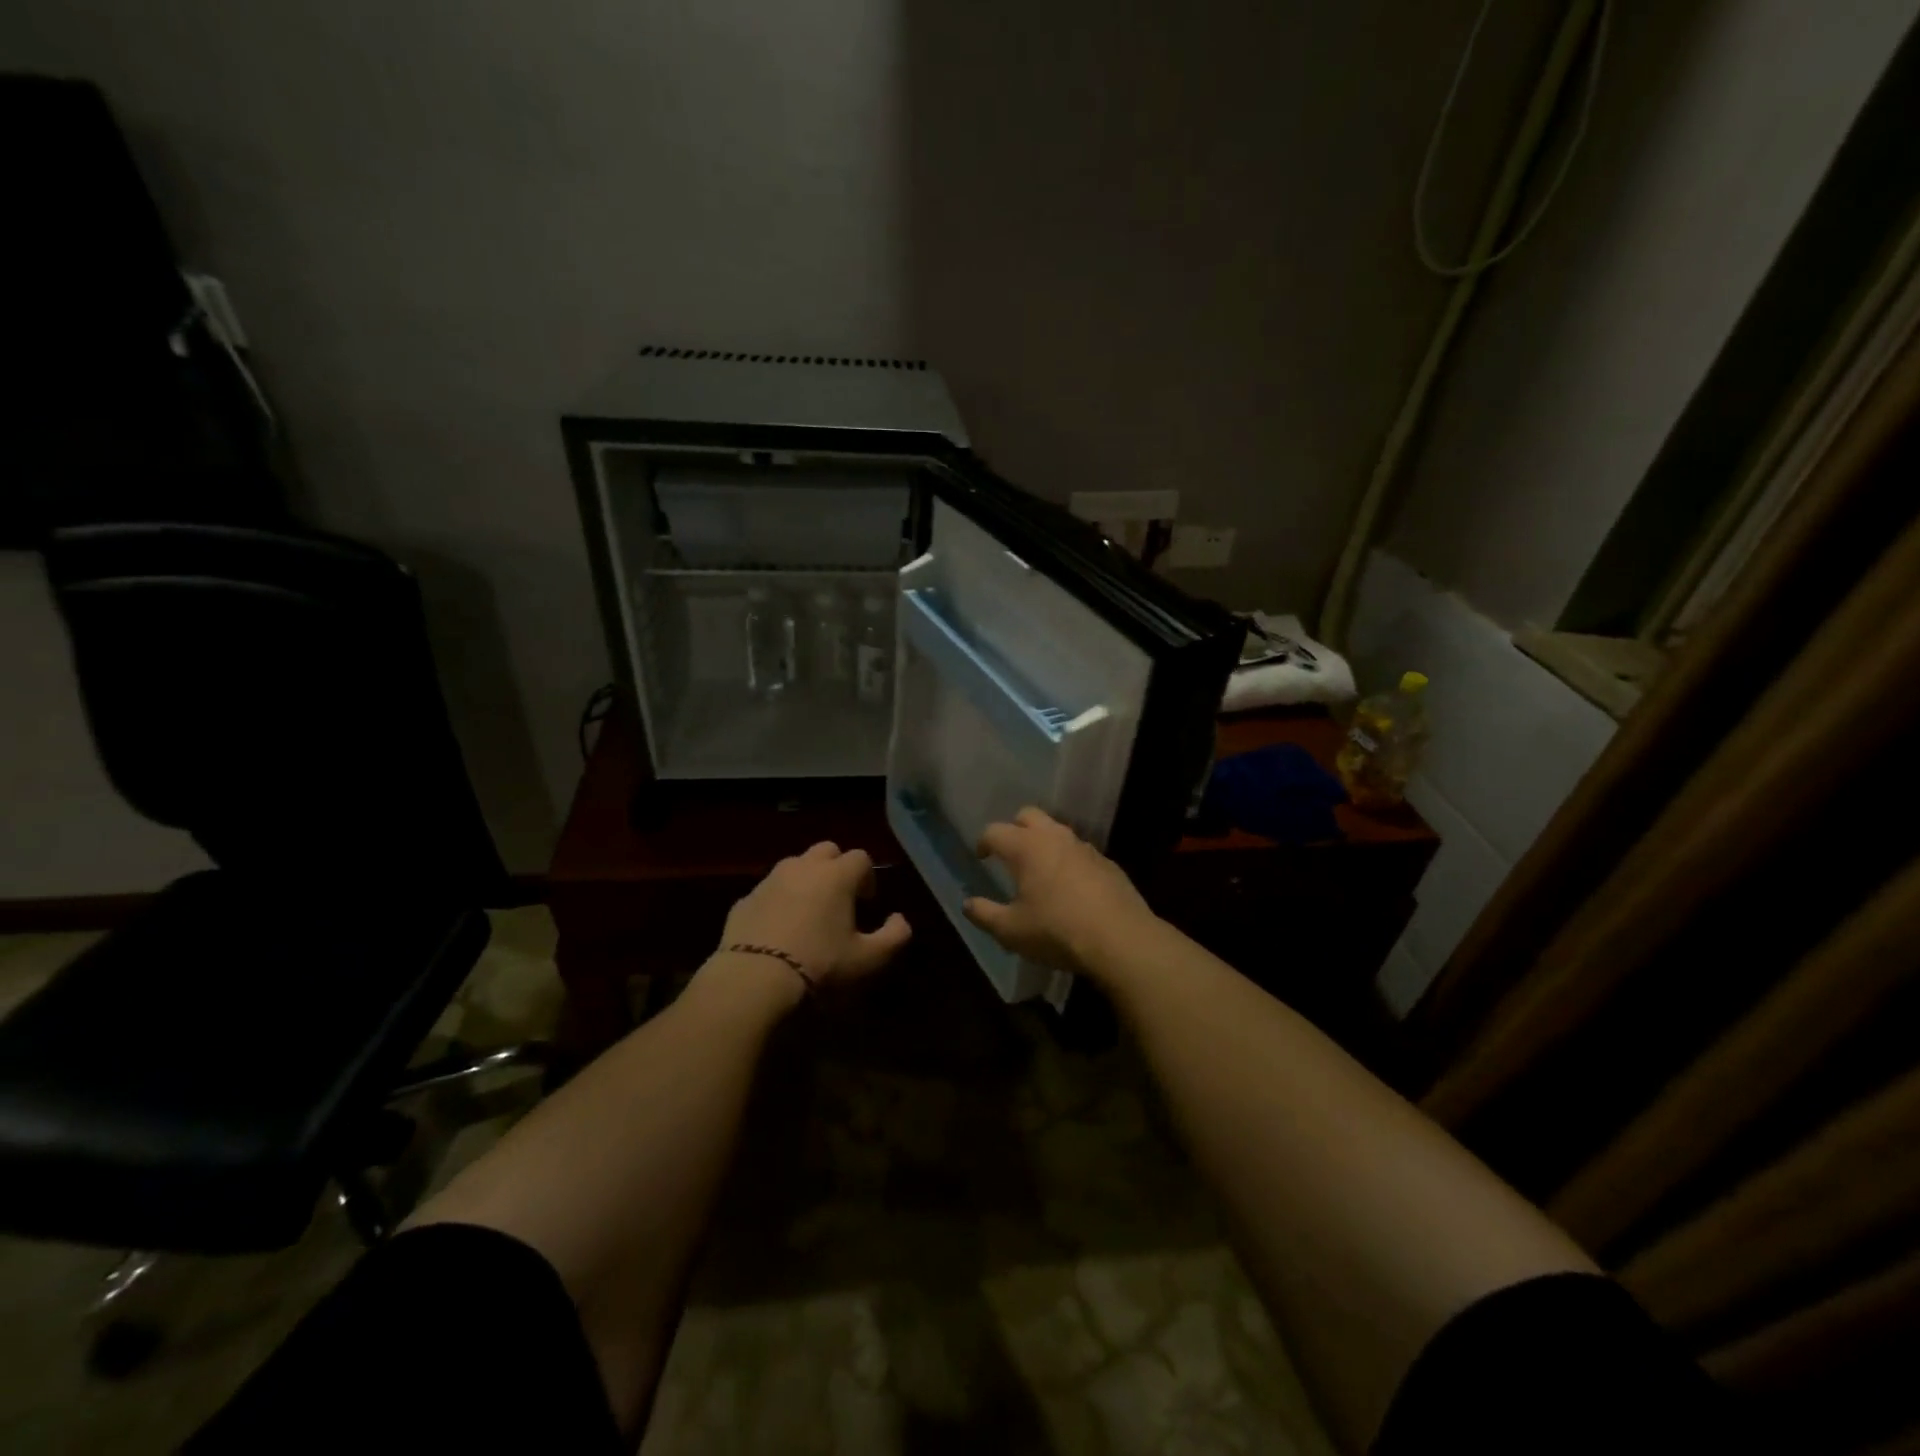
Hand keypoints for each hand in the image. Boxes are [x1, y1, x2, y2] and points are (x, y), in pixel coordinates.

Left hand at [712, 843, 911, 1003]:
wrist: (753, 981)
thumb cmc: (820, 965)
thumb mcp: (868, 960)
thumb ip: (894, 936)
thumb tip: (900, 920)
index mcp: (836, 875)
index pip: (861, 857)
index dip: (867, 877)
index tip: (866, 902)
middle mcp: (803, 867)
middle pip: (826, 850)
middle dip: (836, 868)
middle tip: (839, 899)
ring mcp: (769, 881)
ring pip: (794, 866)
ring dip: (806, 880)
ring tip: (808, 913)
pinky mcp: (743, 900)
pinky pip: (768, 891)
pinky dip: (778, 901)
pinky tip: (778, 930)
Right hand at [961, 808, 1156, 979]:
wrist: (1121, 939)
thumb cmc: (1057, 931)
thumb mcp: (1011, 930)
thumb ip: (984, 914)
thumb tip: (967, 903)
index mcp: (1026, 847)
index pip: (995, 831)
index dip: (984, 841)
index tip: (982, 856)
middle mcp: (1055, 838)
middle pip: (1029, 815)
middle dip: (1015, 828)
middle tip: (1010, 853)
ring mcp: (1085, 848)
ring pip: (1058, 831)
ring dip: (1044, 842)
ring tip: (1039, 869)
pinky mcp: (1107, 863)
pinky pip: (1080, 852)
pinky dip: (1068, 860)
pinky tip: (1070, 887)